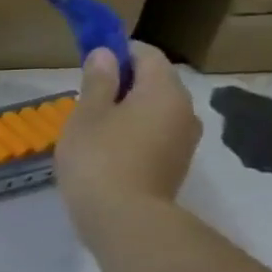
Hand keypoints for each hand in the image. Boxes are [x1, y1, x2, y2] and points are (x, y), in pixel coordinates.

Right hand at [56, 44, 202, 244]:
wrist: (124, 219)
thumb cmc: (99, 159)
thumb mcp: (87, 115)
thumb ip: (98, 81)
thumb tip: (106, 54)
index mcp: (164, 91)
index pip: (147, 55)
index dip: (119, 52)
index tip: (91, 62)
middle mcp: (184, 110)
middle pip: (154, 83)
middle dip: (123, 84)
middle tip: (87, 99)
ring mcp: (184, 141)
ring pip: (155, 112)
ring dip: (128, 112)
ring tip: (93, 129)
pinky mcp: (175, 166)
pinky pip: (155, 137)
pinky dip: (134, 135)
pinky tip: (107, 152)